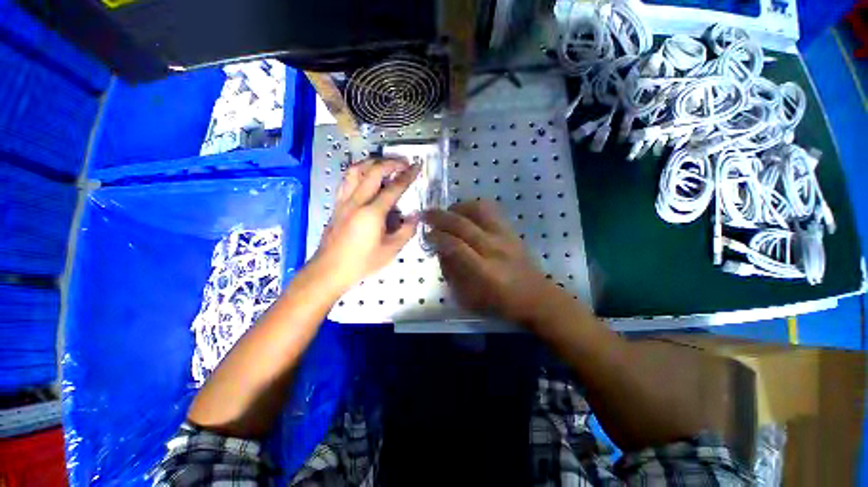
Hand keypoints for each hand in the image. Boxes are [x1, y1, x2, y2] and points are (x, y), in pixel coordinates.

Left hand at [314, 158, 420, 291]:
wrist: (329, 270)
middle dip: (390, 163)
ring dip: (371, 163)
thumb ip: (406, 231)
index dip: (407, 175)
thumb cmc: (362, 262)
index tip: (417, 166)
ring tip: (384, 165)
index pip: (393, 188)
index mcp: (372, 213)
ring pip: (355, 171)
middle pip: (373, 171)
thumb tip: (415, 216)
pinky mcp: (336, 205)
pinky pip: (346, 181)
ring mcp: (343, 201)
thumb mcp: (390, 250)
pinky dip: (358, 173)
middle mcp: (356, 201)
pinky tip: (365, 179)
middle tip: (403, 162)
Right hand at [426, 200, 560, 323]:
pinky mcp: (511, 230)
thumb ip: (451, 271)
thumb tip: (440, 249)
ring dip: (457, 208)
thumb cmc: (499, 303)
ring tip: (447, 213)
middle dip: (440, 217)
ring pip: (478, 210)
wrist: (535, 296)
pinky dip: (473, 206)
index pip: (455, 246)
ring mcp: (505, 236)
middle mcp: (494, 248)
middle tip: (426, 215)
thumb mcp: (467, 297)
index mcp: (483, 271)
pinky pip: (490, 209)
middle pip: (463, 224)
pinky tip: (465, 213)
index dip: (437, 238)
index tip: (427, 236)